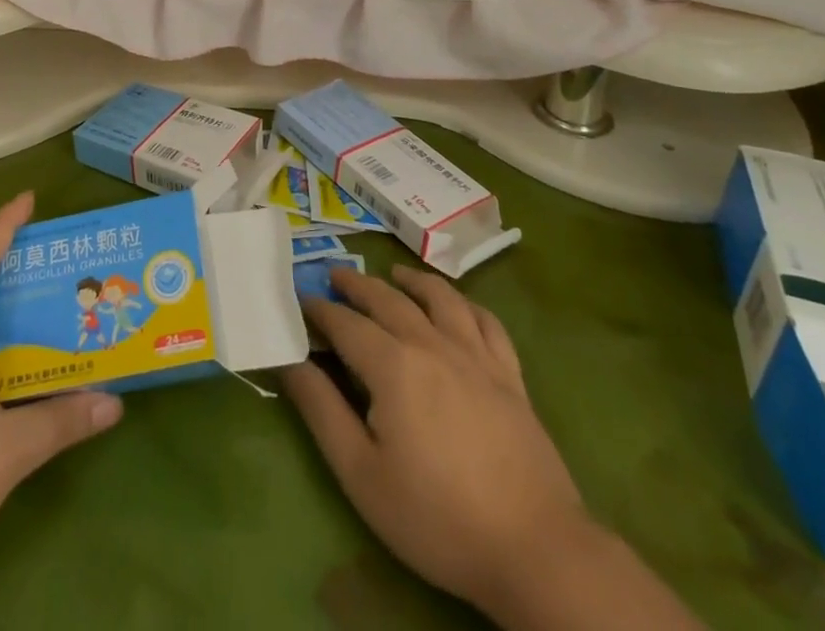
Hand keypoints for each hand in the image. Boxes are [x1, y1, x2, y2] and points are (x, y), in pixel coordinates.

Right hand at [282, 264, 583, 608]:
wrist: (535, 549)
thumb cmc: (437, 516)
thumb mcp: (361, 473)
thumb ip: (321, 409)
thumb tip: (289, 360)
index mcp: (392, 364)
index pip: (345, 323)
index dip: (319, 309)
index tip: (300, 300)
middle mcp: (431, 344)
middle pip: (387, 299)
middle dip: (356, 284)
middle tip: (335, 274)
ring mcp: (476, 356)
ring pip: (439, 298)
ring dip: (411, 281)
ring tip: (394, 275)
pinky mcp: (510, 376)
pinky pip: (486, 322)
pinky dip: (466, 304)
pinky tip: (458, 306)